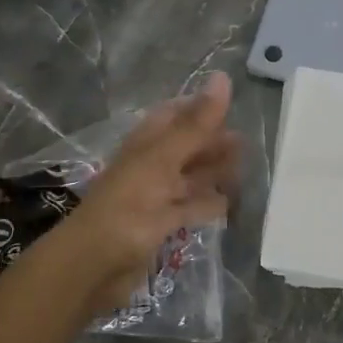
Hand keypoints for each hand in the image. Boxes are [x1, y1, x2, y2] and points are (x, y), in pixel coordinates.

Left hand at [46, 72, 241, 316]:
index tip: (234, 106)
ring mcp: (155, 197)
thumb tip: (222, 76)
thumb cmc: (128, 206)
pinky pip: (189, 209)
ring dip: (215, 173)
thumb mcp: (163, 159)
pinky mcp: (161, 226)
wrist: (94, 265)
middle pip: (187, 147)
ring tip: (246, 171)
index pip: (175, 114)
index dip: (201, 108)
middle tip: (248, 145)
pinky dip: (208, 205)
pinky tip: (228, 204)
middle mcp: (151, 166)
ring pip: (191, 177)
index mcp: (147, 144)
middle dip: (214, 143)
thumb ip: (196, 124)